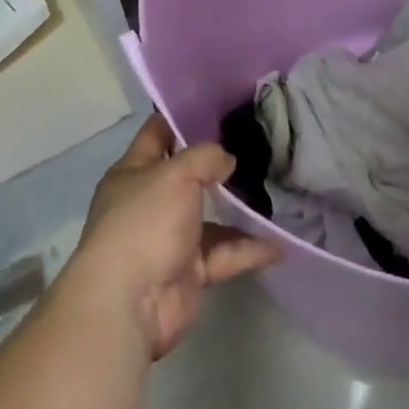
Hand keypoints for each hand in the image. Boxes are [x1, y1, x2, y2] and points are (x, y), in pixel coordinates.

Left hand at [58, 115, 282, 360]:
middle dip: (220, 163)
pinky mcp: (189, 272)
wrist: (128, 304)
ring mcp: (169, 239)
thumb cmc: (144, 224)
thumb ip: (206, 157)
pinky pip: (225, 254)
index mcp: (134, 173)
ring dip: (241, 209)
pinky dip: (249, 249)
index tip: (219, 103)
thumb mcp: (177, 174)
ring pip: (212, 217)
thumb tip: (227, 160)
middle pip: (188, 175)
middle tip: (259, 143)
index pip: (158, 133)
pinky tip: (279, 243)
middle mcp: (150, 203)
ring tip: (277, 190)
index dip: (182, 116)